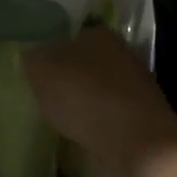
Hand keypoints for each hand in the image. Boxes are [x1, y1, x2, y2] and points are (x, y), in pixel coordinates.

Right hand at [23, 27, 176, 176]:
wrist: (140, 142)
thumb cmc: (86, 98)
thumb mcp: (43, 72)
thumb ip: (32, 59)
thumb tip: (31, 55)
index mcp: (97, 34)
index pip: (69, 36)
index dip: (51, 53)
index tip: (38, 74)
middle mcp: (121, 52)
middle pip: (86, 62)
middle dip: (69, 77)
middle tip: (47, 96)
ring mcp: (137, 83)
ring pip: (100, 87)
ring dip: (85, 101)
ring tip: (64, 119)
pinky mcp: (145, 114)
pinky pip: (112, 112)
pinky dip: (99, 121)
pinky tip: (86, 134)